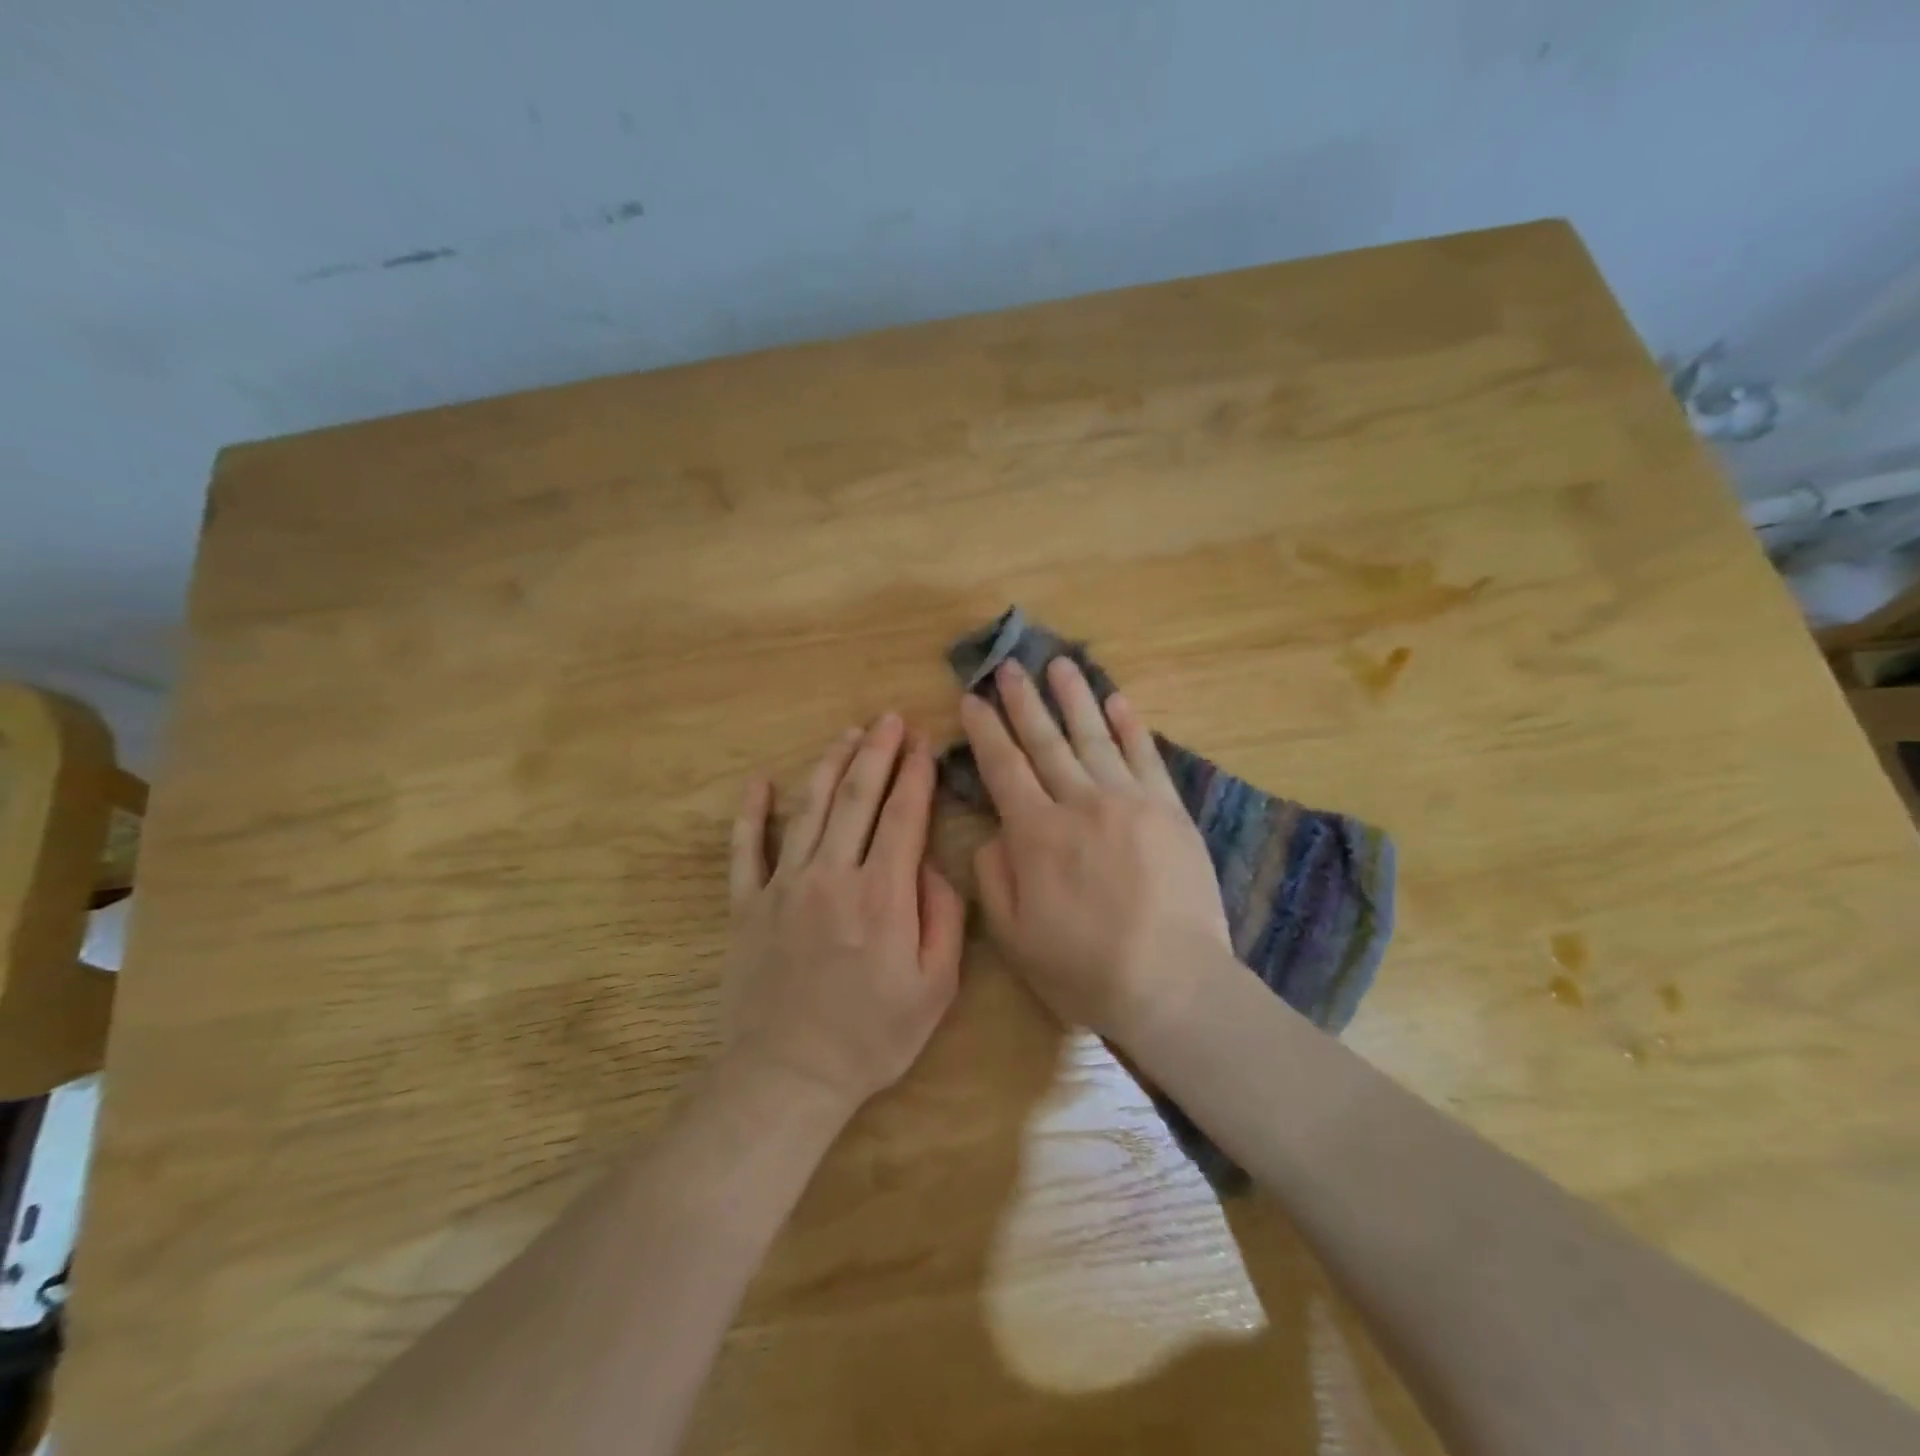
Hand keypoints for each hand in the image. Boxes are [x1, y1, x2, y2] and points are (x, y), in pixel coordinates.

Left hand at [724, 715, 966, 1112]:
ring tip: (847, 736)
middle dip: (876, 753)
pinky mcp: (747, 905)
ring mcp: (784, 886)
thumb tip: (929, 865)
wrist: (788, 1075)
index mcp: (882, 894)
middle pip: (857, 798)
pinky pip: (746, 849)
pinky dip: (751, 813)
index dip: (914, 774)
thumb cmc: (871, 1036)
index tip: (922, 742)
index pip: (902, 816)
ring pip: (810, 809)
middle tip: (887, 719)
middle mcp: (832, 875)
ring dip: (830, 767)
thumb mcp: (935, 987)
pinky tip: (758, 783)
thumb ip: (943, 917)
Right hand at [959, 659, 1230, 1040]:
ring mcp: (1128, 800)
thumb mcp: (1014, 935)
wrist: (1171, 982)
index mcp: (1036, 833)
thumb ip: (995, 876)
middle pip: (1045, 741)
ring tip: (1059, 664)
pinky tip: (1116, 700)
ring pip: (1094, 737)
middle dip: (1023, 701)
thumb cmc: (1084, 967)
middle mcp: (1078, 803)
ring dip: (1074, 698)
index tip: (972, 699)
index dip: (985, 730)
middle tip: (1009, 665)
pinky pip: (1145, 756)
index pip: (1003, 767)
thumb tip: (995, 831)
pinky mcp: (1168, 809)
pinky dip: (1129, 725)